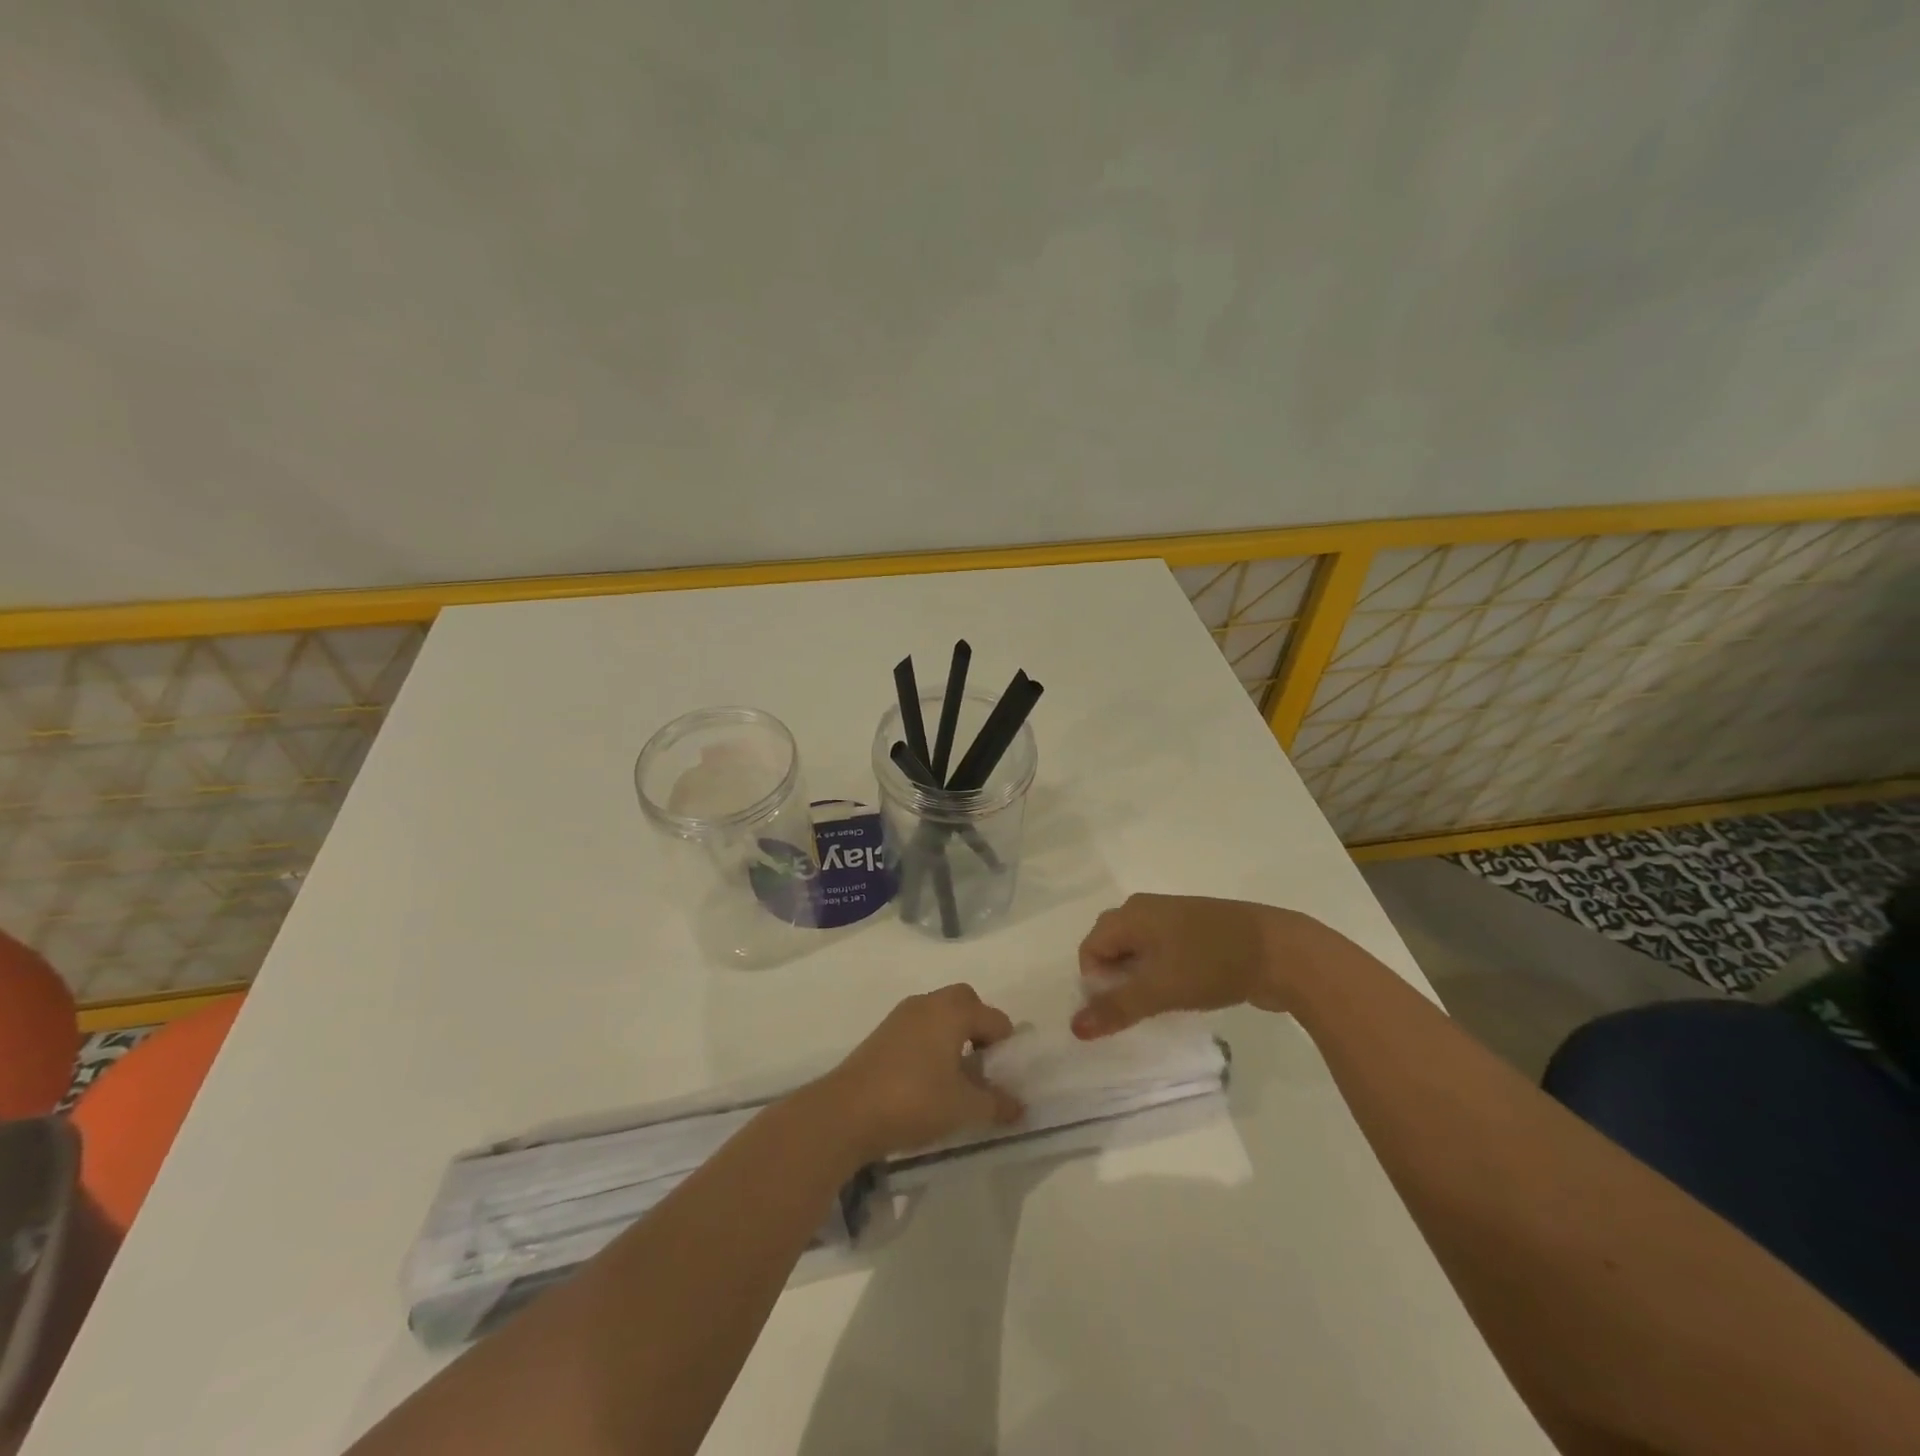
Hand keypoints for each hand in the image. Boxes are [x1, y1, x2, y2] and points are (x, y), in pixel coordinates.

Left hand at [811, 984, 1024, 1162]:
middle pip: (964, 1003)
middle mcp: (928, 1003)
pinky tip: (928, 1079)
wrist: (846, 1112)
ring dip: (953, 1036)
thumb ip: (997, 1104)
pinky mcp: (882, 1033)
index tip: (1004, 1077)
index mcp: (953, 1011)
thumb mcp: (964, 1108)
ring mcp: (901, 1016)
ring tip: (956, 1076)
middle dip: (979, 1028)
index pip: (995, 1018)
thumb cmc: (914, 1101)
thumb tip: (1019, 1105)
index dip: (1006, 1046)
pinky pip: (919, 1027)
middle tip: (983, 1065)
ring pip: (939, 1014)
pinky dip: (931, 1044)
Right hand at [1071, 893, 1339, 1037]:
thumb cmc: (1211, 964)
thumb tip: (1074, 1027)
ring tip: (1160, 1005)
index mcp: (1130, 913)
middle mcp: (1146, 908)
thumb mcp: (1159, 989)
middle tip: (1137, 1010)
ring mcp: (1174, 918)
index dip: (1096, 983)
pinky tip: (1182, 994)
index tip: (1121, 1010)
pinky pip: (1164, 952)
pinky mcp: (1198, 931)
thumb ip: (1116, 1008)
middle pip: (1111, 946)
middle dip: (1116, 981)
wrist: (1282, 952)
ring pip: (1139, 951)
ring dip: (1140, 979)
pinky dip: (1163, 974)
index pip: (1090, 949)